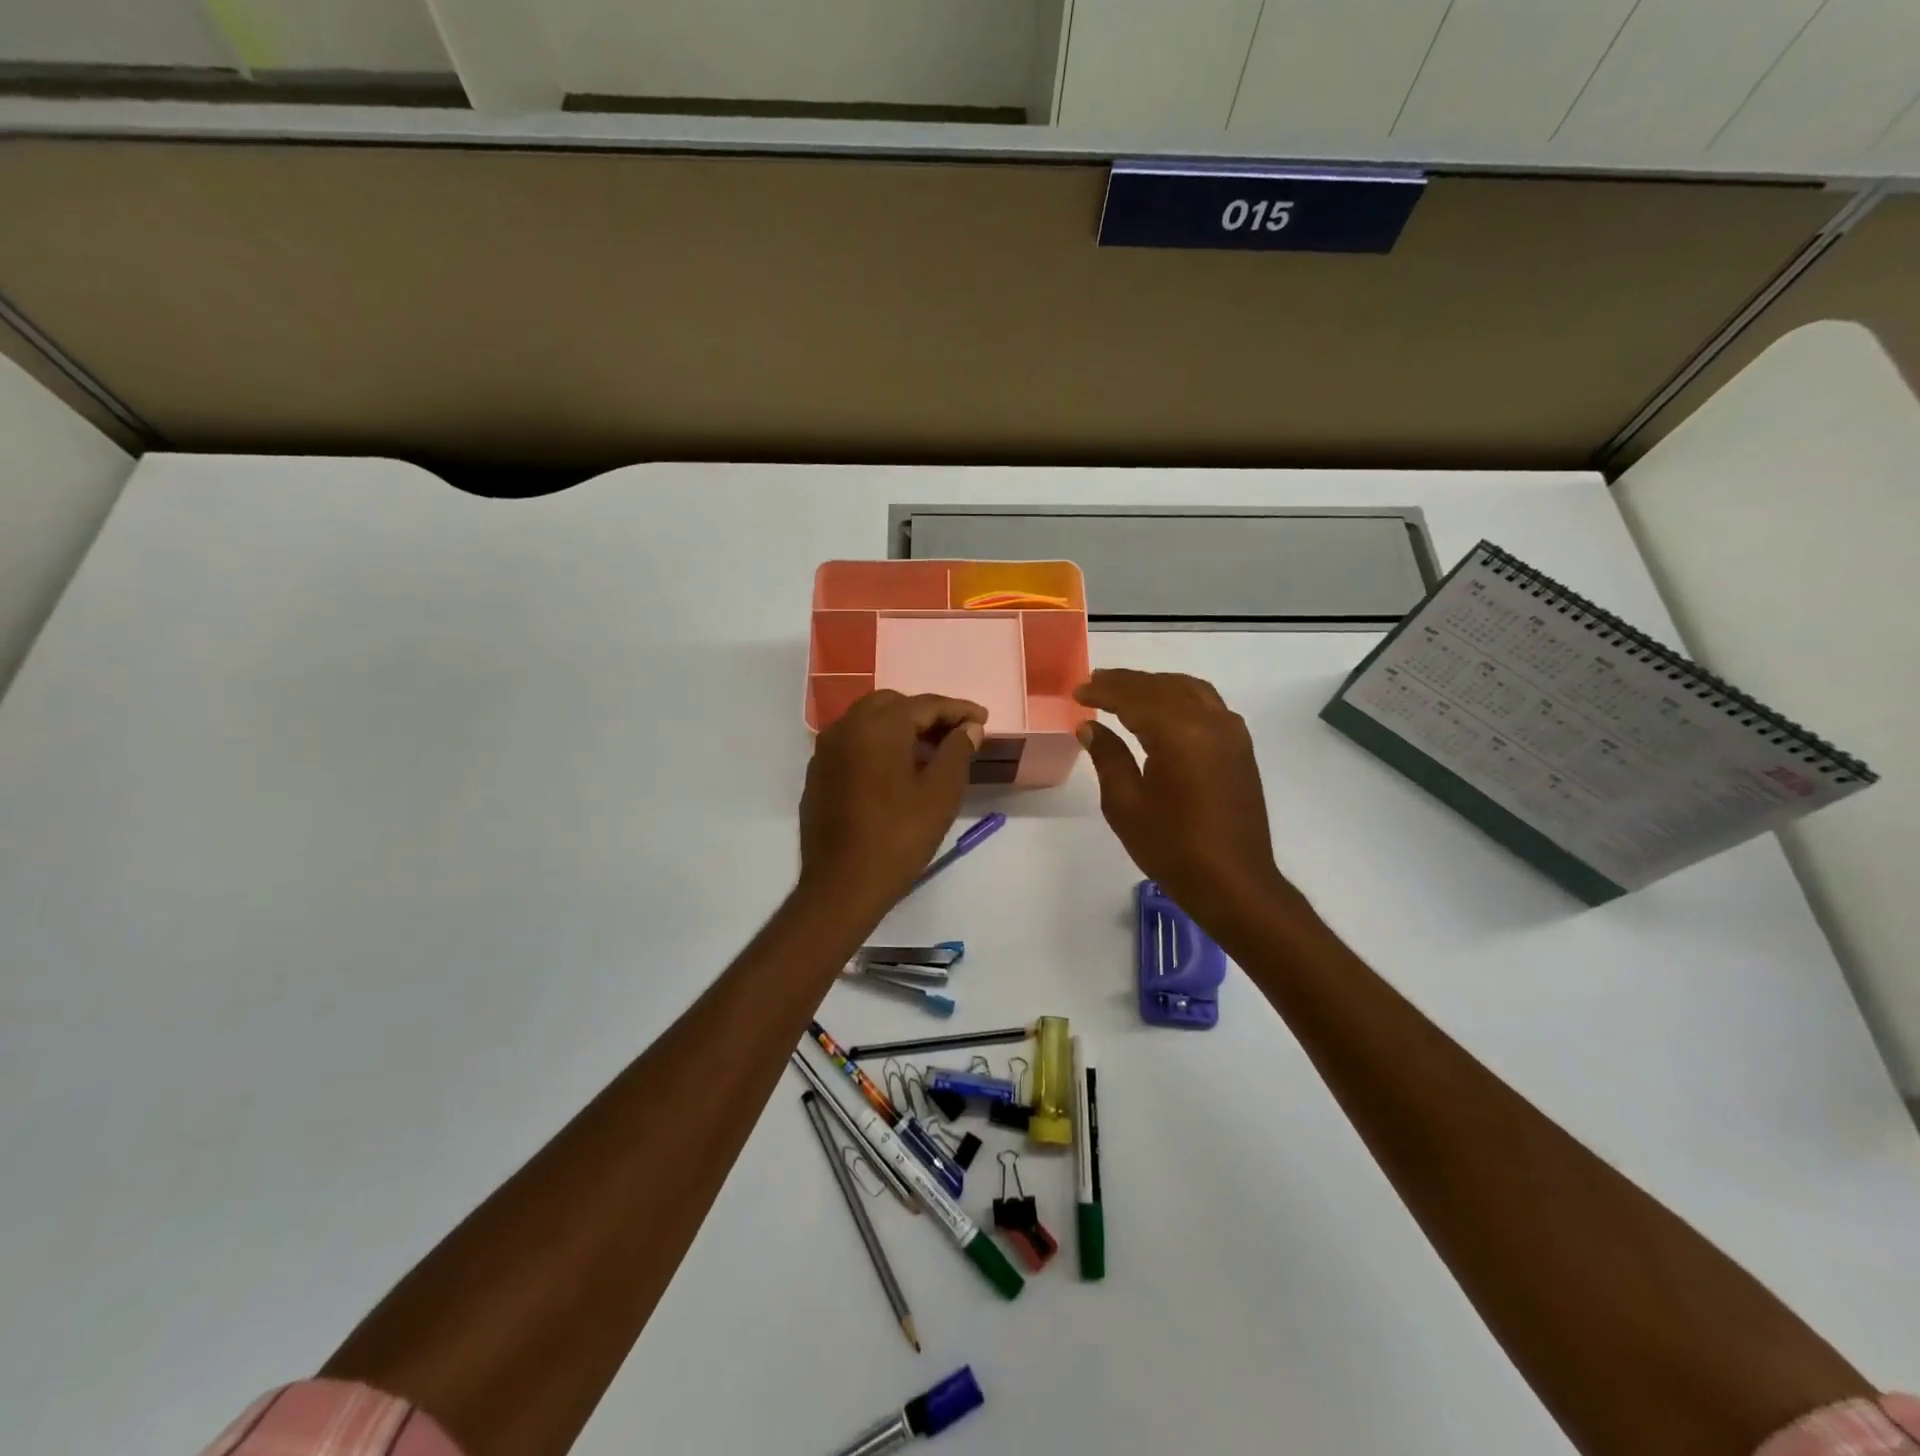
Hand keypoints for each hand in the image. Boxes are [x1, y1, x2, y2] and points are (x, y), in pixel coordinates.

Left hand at [799, 690, 985, 915]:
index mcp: (878, 726)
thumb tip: (968, 728)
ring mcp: (826, 750)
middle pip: (893, 704)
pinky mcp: (818, 773)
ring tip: (929, 751)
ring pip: (868, 721)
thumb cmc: (898, 838)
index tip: (982, 719)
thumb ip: (957, 751)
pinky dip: (877, 744)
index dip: (958, 709)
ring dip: (900, 727)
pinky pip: (853, 743)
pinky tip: (895, 769)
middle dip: (926, 714)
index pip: (925, 704)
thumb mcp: (940, 794)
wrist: (841, 885)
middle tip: (955, 734)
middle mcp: (846, 727)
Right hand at [1074, 669, 1295, 928]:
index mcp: (1179, 733)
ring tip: (1124, 691)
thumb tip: (1090, 726)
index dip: (1103, 691)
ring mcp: (1231, 732)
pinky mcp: (1240, 747)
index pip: (1134, 697)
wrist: (1233, 883)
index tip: (1077, 691)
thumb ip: (1108, 756)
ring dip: (1154, 686)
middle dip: (1126, 683)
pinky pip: (1207, 704)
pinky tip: (1163, 710)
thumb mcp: (1126, 804)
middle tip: (1094, 684)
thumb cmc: (1172, 847)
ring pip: (1188, 690)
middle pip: (1162, 687)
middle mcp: (1210, 721)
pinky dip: (1180, 697)